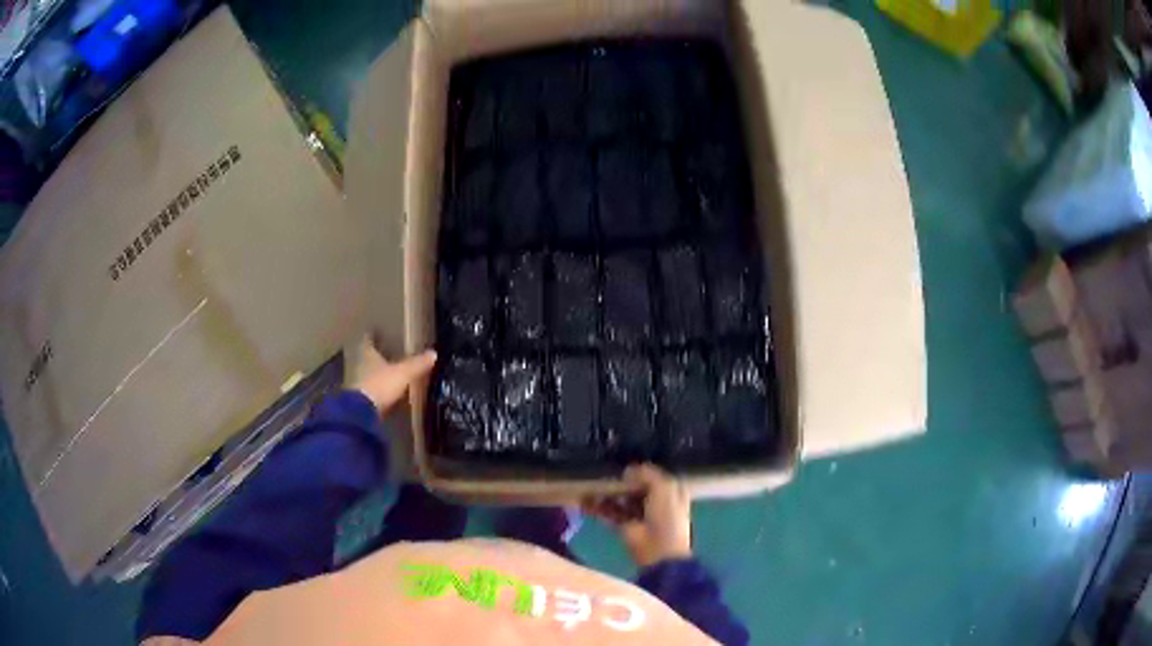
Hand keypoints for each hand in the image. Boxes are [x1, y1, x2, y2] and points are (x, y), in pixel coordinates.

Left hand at [347, 336, 436, 414]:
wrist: (362, 413)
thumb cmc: (381, 384)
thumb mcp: (403, 373)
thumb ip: (417, 364)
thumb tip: (433, 353)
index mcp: (368, 354)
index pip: (368, 341)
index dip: (372, 336)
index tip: (375, 333)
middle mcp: (359, 365)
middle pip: (366, 358)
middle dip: (374, 356)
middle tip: (384, 354)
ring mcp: (357, 383)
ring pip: (366, 374)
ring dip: (374, 374)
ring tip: (386, 375)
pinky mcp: (358, 401)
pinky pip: (368, 391)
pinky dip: (375, 390)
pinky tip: (383, 394)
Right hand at [584, 463, 691, 567]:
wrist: (659, 549)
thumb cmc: (667, 516)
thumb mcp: (664, 488)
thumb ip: (647, 474)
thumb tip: (628, 470)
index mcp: (670, 491)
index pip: (653, 476)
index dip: (640, 471)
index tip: (623, 464)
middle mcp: (655, 501)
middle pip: (634, 486)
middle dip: (619, 481)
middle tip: (603, 473)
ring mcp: (638, 514)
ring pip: (620, 498)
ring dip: (606, 492)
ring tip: (589, 485)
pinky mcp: (624, 526)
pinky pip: (609, 512)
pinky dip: (598, 506)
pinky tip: (585, 500)